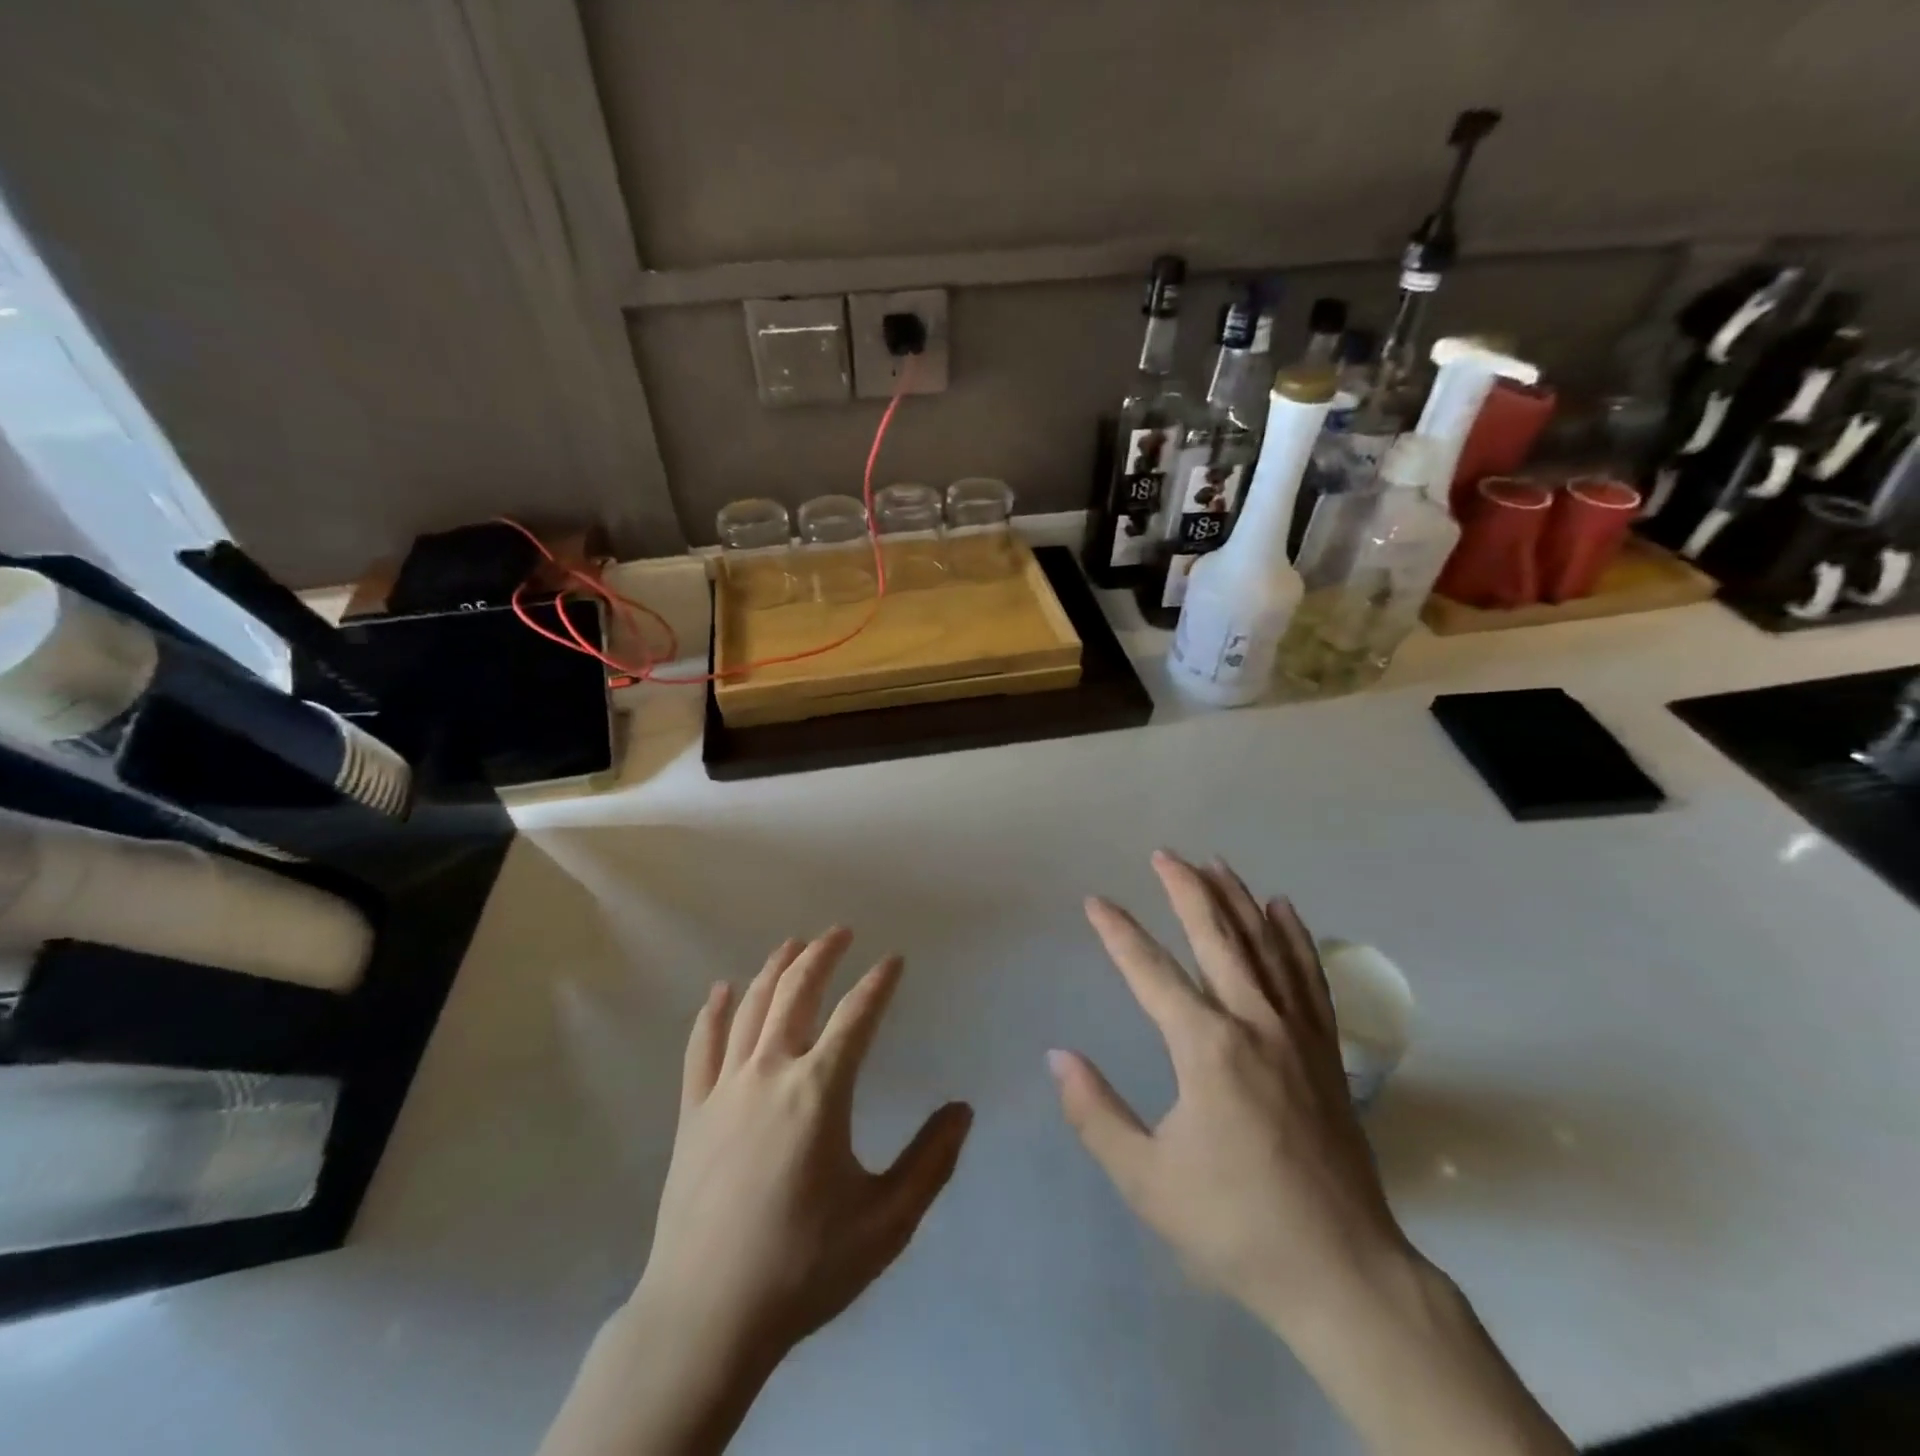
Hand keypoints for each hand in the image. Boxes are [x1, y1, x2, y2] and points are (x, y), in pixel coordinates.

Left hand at [540, 930, 969, 1455]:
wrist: (706, 1317)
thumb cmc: (803, 1266)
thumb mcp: (886, 1222)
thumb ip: (931, 1161)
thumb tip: (962, 1109)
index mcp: (819, 1091)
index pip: (857, 1016)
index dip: (878, 982)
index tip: (894, 959)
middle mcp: (770, 1073)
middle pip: (796, 993)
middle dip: (821, 955)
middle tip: (840, 932)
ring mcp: (725, 1089)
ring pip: (750, 1008)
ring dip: (774, 970)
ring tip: (793, 945)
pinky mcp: (693, 1112)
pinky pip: (702, 1047)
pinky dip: (713, 1012)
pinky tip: (721, 990)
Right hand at [1049, 852, 1409, 1336]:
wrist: (1342, 1273)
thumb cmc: (1235, 1225)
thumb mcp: (1146, 1179)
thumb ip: (1095, 1113)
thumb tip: (1057, 1057)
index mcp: (1205, 1047)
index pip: (1150, 971)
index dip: (1118, 932)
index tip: (1096, 901)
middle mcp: (1253, 1022)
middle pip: (1216, 938)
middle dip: (1185, 890)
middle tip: (1164, 854)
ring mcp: (1296, 1033)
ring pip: (1264, 945)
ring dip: (1237, 900)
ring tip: (1216, 863)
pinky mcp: (1325, 1051)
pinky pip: (1309, 977)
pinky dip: (1295, 937)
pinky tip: (1285, 910)